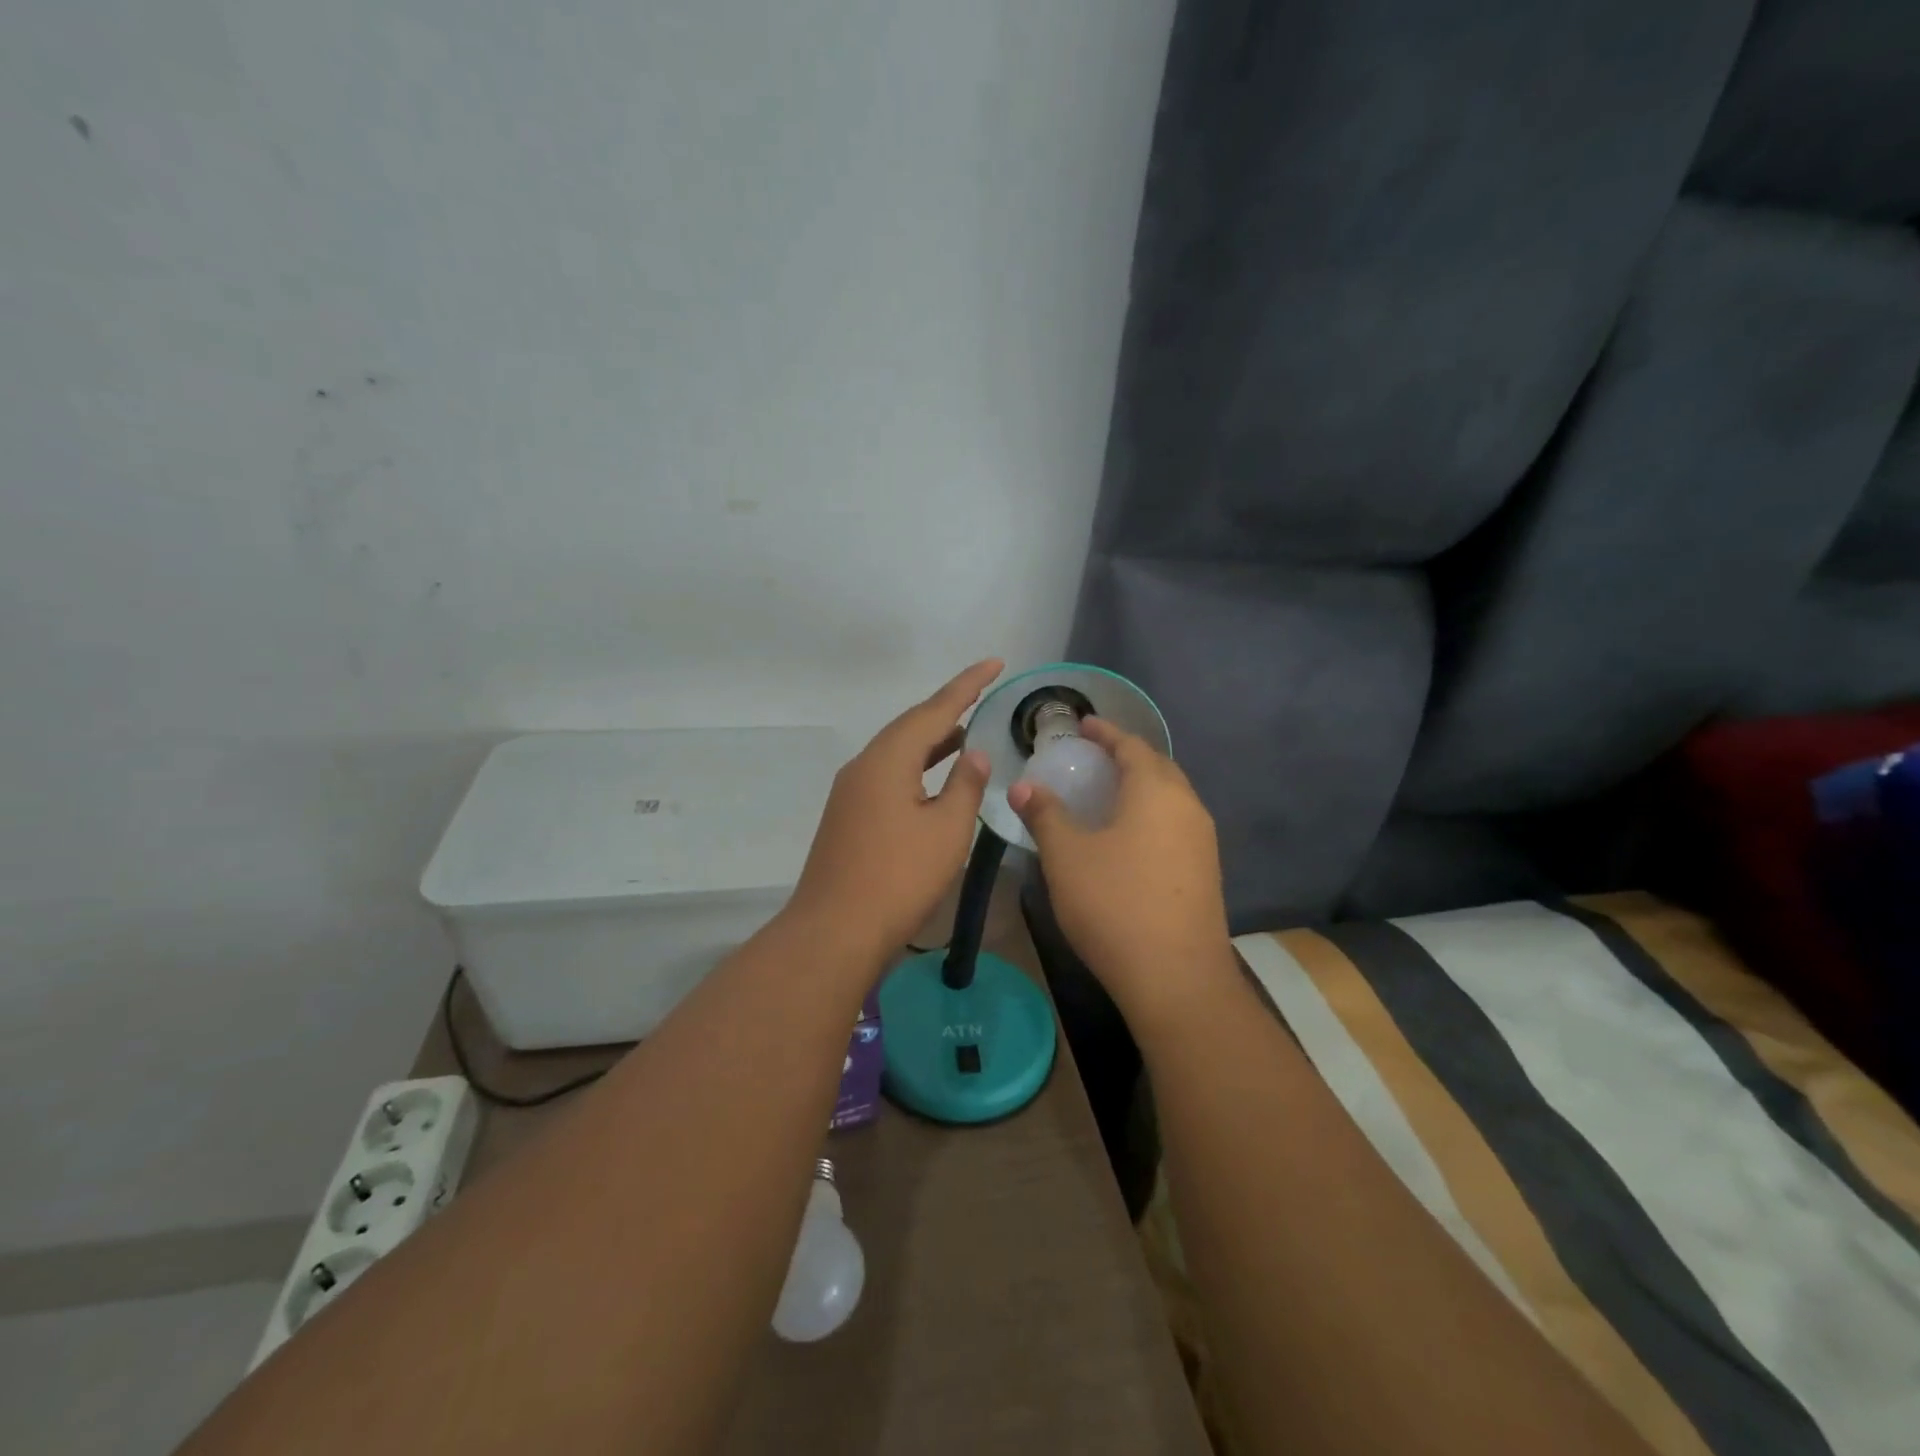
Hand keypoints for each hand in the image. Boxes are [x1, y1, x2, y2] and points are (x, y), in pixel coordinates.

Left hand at [787, 659, 1002, 958]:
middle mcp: (864, 766)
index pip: (934, 710)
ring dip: (932, 741)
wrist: (835, 931)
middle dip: (948, 710)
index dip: (967, 685)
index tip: (994, 663)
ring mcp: (851, 792)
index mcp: (888, 759)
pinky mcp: (849, 817)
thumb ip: (965, 785)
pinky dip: (917, 768)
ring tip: (966, 734)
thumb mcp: (946, 830)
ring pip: (898, 753)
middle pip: (911, 727)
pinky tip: (934, 780)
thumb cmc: (899, 877)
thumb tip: (972, 754)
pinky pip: (888, 775)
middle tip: (983, 695)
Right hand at [1008, 718, 1233, 1023]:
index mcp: (1156, 791)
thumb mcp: (1066, 856)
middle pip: (1157, 767)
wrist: (1176, 979)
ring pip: (1170, 797)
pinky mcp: (1206, 872)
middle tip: (1092, 757)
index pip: (1131, 745)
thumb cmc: (1114, 905)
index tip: (1083, 725)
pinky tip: (1128, 837)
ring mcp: (1203, 841)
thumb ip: (1045, 814)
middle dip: (1126, 756)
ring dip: (1141, 786)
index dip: (1105, 732)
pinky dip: (1151, 814)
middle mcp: (1188, 807)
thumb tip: (1024, 786)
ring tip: (1107, 793)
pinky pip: (1176, 824)